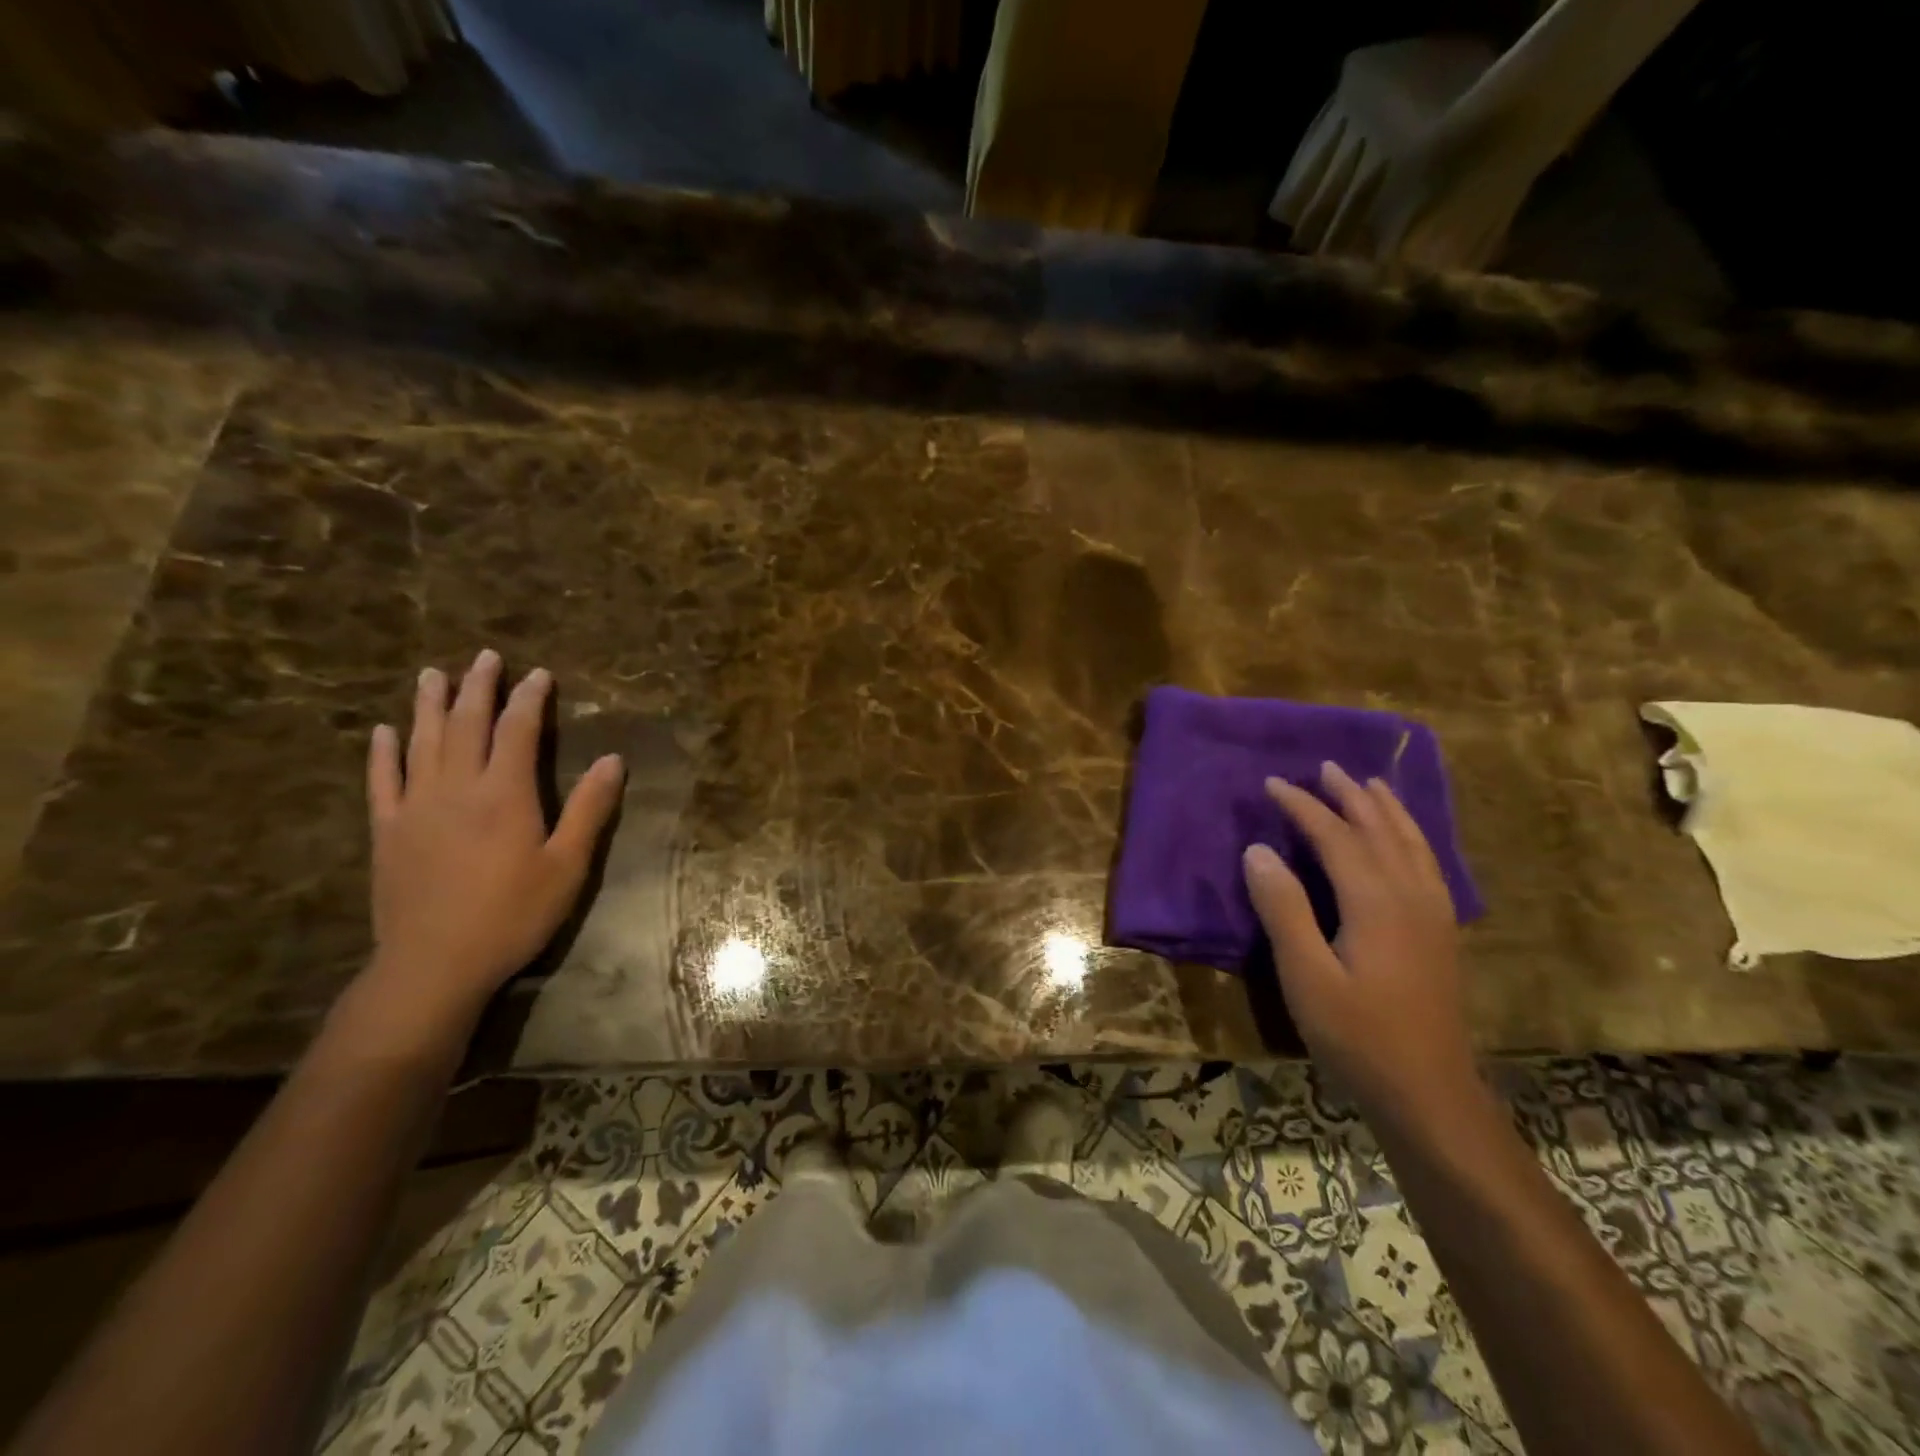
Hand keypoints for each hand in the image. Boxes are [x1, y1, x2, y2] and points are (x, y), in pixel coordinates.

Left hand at [358, 649, 623, 1038]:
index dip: (530, 698)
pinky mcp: (387, 831)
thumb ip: (589, 809)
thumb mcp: (568, 865)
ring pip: (421, 742)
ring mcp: (415, 807)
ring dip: (428, 704)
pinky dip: (382, 752)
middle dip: (478, 687)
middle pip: (466, 724)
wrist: (434, 964)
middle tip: (485, 656)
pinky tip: (383, 731)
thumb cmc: (513, 914)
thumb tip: (614, 759)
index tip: (538, 673)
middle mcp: (457, 788)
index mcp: (505, 794)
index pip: (518, 730)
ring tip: (433, 674)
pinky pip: (382, 780)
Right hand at [1242, 762, 1484, 1134]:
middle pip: (1380, 830)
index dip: (1303, 807)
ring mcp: (1433, 915)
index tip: (1273, 784)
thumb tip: (1259, 850)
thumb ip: (1283, 909)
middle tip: (1325, 767)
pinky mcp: (1441, 934)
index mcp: (1376, 902)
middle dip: (1350, 796)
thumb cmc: (1357, 1036)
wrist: (1429, 1094)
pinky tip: (1406, 841)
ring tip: (1370, 784)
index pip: (1336, 837)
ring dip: (1387, 810)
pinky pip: (1428, 865)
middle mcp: (1411, 897)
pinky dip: (1413, 838)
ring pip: (1411, 844)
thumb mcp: (1305, 976)